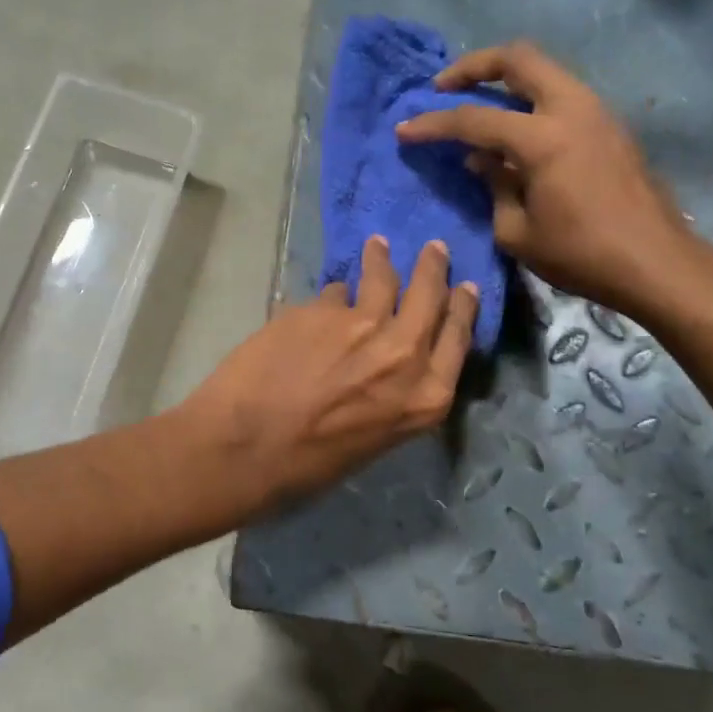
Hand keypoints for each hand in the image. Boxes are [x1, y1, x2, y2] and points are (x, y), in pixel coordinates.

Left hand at [178, 236, 478, 512]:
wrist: (246, 449)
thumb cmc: (309, 465)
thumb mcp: (375, 438)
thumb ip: (392, 393)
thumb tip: (385, 358)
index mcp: (425, 397)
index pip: (458, 337)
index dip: (462, 308)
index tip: (466, 288)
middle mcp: (403, 353)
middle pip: (429, 296)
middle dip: (433, 268)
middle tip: (434, 248)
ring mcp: (360, 325)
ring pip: (381, 279)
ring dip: (381, 260)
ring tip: (377, 247)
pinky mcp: (319, 309)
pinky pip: (332, 294)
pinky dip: (331, 298)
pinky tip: (321, 302)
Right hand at [395, 41, 708, 318]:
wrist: (656, 263)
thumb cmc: (581, 255)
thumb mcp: (517, 231)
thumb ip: (494, 186)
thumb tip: (482, 159)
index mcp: (543, 138)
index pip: (474, 120)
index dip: (433, 124)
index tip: (404, 129)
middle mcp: (571, 109)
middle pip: (518, 58)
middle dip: (474, 65)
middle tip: (444, 85)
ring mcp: (597, 113)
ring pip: (545, 72)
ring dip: (506, 81)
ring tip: (478, 106)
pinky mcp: (610, 127)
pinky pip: (561, 96)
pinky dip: (531, 101)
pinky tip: (515, 134)